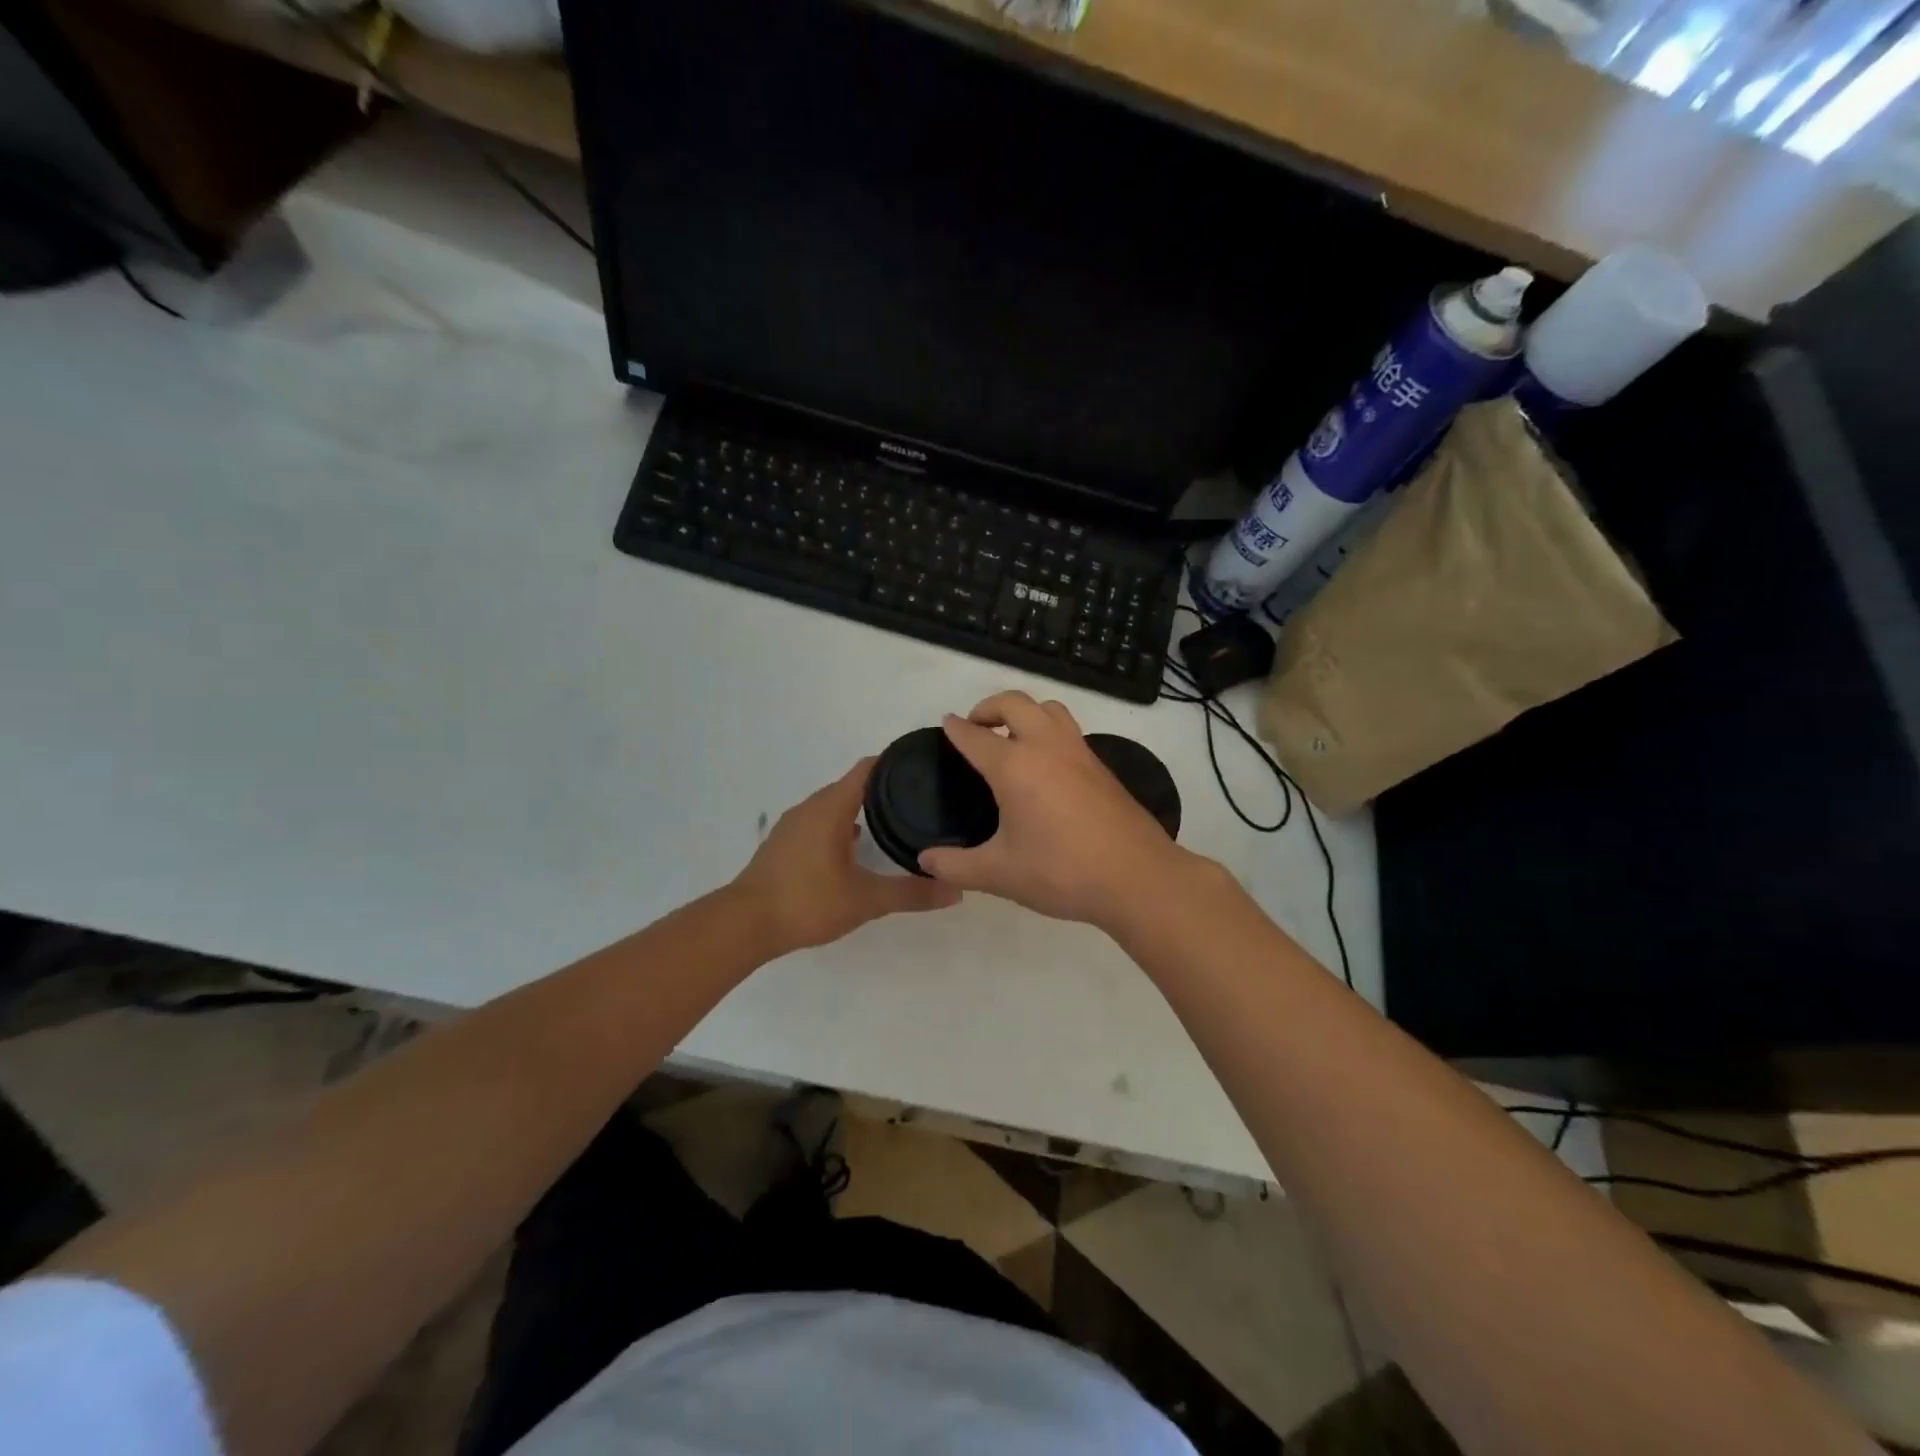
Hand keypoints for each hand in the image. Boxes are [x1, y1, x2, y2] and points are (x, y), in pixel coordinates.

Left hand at [733, 758, 959, 953]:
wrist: (745, 924)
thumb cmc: (807, 901)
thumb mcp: (866, 900)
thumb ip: (911, 894)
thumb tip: (956, 891)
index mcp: (832, 807)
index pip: (869, 768)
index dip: (896, 762)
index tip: (924, 764)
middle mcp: (812, 807)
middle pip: (852, 784)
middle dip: (884, 787)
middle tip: (919, 797)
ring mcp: (794, 825)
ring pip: (834, 805)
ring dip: (860, 808)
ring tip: (893, 820)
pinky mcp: (784, 844)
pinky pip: (820, 822)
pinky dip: (841, 825)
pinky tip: (856, 847)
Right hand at [919, 691, 1200, 929]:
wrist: (1138, 878)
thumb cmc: (1062, 872)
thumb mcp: (1000, 874)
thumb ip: (956, 866)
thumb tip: (925, 860)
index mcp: (1014, 767)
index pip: (975, 736)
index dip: (955, 729)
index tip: (945, 724)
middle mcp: (1046, 747)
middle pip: (1014, 703)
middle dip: (989, 707)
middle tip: (976, 728)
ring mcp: (1079, 752)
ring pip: (1048, 709)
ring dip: (1024, 712)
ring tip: (1011, 739)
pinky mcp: (1101, 766)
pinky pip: (1068, 730)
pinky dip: (1049, 730)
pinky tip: (1045, 766)